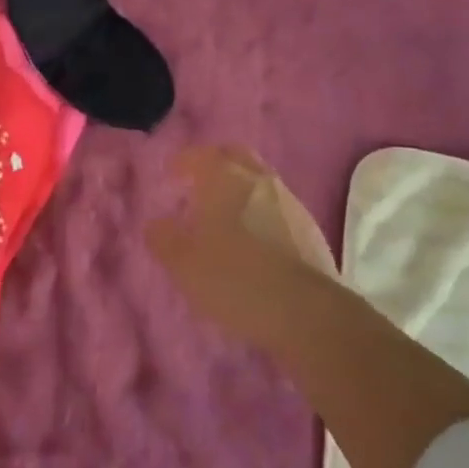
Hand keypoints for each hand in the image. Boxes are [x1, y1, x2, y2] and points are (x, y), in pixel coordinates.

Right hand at [146, 145, 337, 355]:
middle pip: (237, 157)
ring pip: (261, 182)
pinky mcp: (311, 231)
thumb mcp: (183, 264)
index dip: (184, 161)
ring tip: (225, 217)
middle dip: (217, 164)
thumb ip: (164, 239)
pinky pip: (279, 210)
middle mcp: (260, 181)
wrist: (306, 312)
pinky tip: (254, 242)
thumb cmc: (234, 279)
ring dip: (241, 190)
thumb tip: (158, 224)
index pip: (202, 155)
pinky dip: (262, 214)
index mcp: (226, 179)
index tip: (172, 174)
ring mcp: (290, 204)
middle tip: (199, 183)